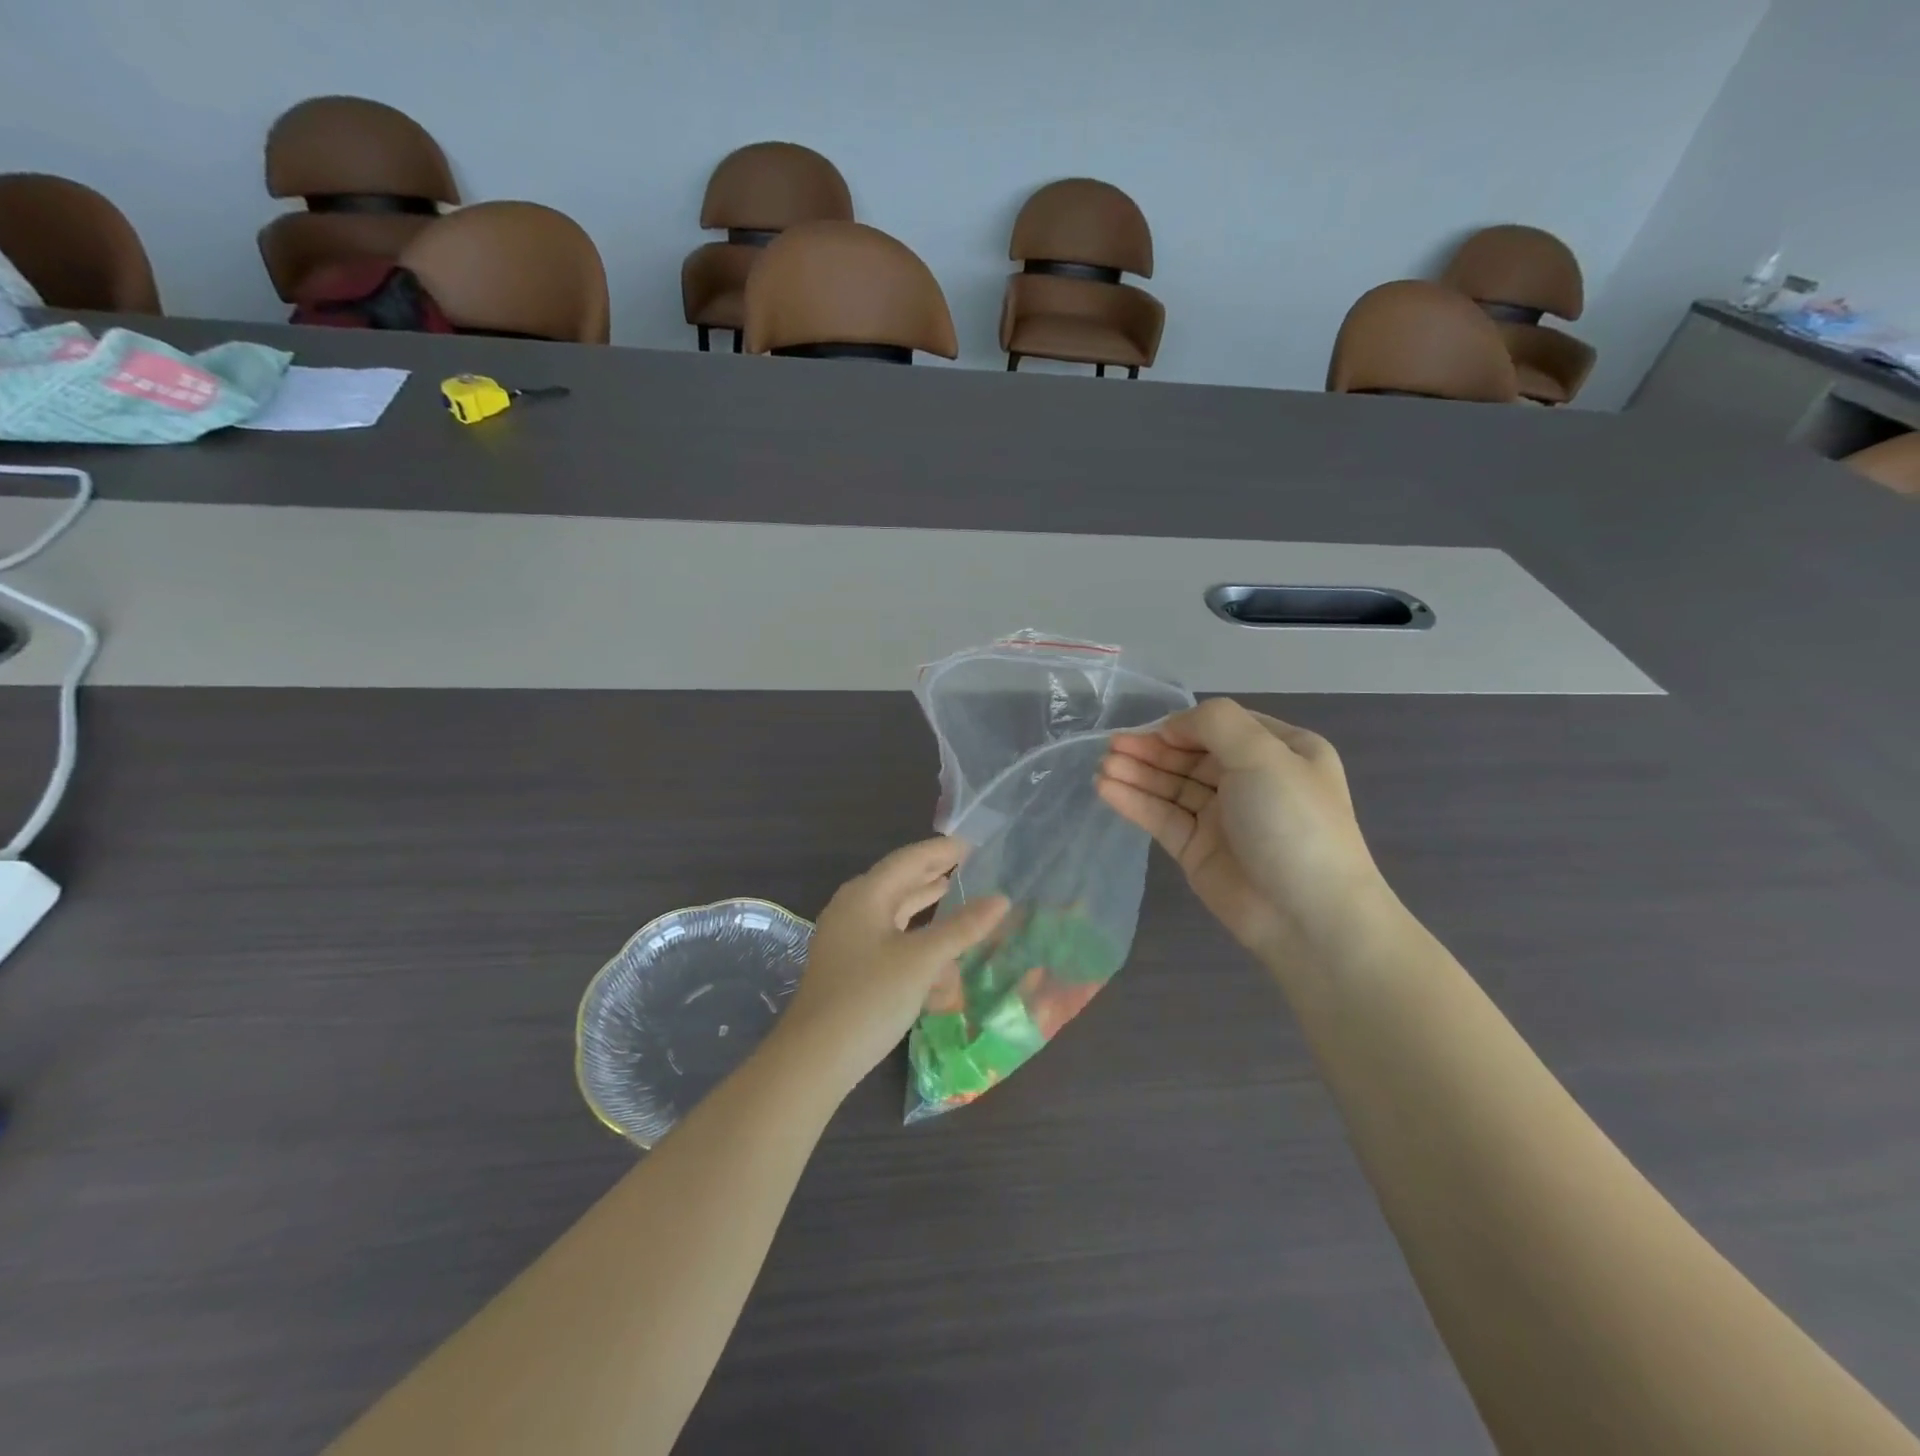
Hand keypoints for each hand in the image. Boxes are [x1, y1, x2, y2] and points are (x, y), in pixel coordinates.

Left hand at [774, 837, 1008, 1093]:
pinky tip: (930, 944)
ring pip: (890, 909)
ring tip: (949, 889)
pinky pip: (884, 936)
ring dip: (920, 901)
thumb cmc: (869, 998)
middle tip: (965, 863)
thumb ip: (962, 928)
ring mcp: (845, 938)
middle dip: (930, 872)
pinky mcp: (847, 965)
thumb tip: (1001, 899)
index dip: (940, 850)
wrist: (814, 1058)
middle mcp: (852, 908)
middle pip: (897, 880)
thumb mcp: (922, 960)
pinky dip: (910, 933)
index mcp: (865, 895)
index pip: (908, 860)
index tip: (971, 844)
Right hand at [1097, 699, 1388, 962]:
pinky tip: (1106, 789)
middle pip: (1191, 756)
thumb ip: (1215, 724)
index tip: (1150, 730)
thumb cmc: (1293, 822)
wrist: (1308, 916)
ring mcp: (1223, 817)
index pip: (1222, 727)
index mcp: (1282, 752)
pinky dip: (1134, 801)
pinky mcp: (1197, 849)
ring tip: (1102, 767)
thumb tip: (1173, 725)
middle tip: (1111, 746)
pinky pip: (1162, 817)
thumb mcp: (1264, 755)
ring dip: (1137, 773)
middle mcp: (1252, 780)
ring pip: (1172, 786)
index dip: (1183, 725)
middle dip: (1151, 749)